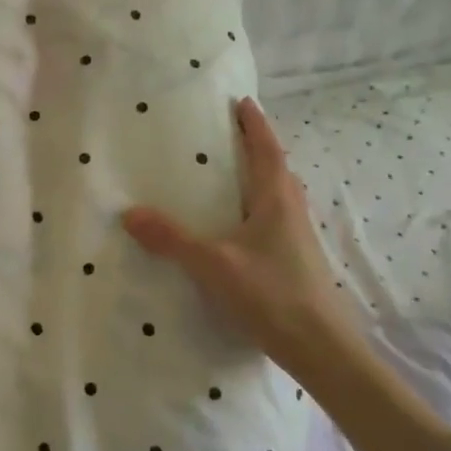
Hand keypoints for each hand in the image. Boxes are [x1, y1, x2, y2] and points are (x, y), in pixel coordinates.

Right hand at [122, 96, 361, 362]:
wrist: (321, 348)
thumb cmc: (271, 295)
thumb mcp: (213, 265)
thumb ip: (172, 239)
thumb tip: (130, 213)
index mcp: (276, 201)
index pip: (267, 150)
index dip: (255, 125)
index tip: (243, 102)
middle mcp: (293, 212)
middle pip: (277, 169)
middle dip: (257, 148)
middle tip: (230, 136)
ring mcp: (299, 238)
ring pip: (279, 196)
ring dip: (260, 178)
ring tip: (231, 176)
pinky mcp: (298, 261)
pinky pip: (276, 220)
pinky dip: (258, 208)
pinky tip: (240, 228)